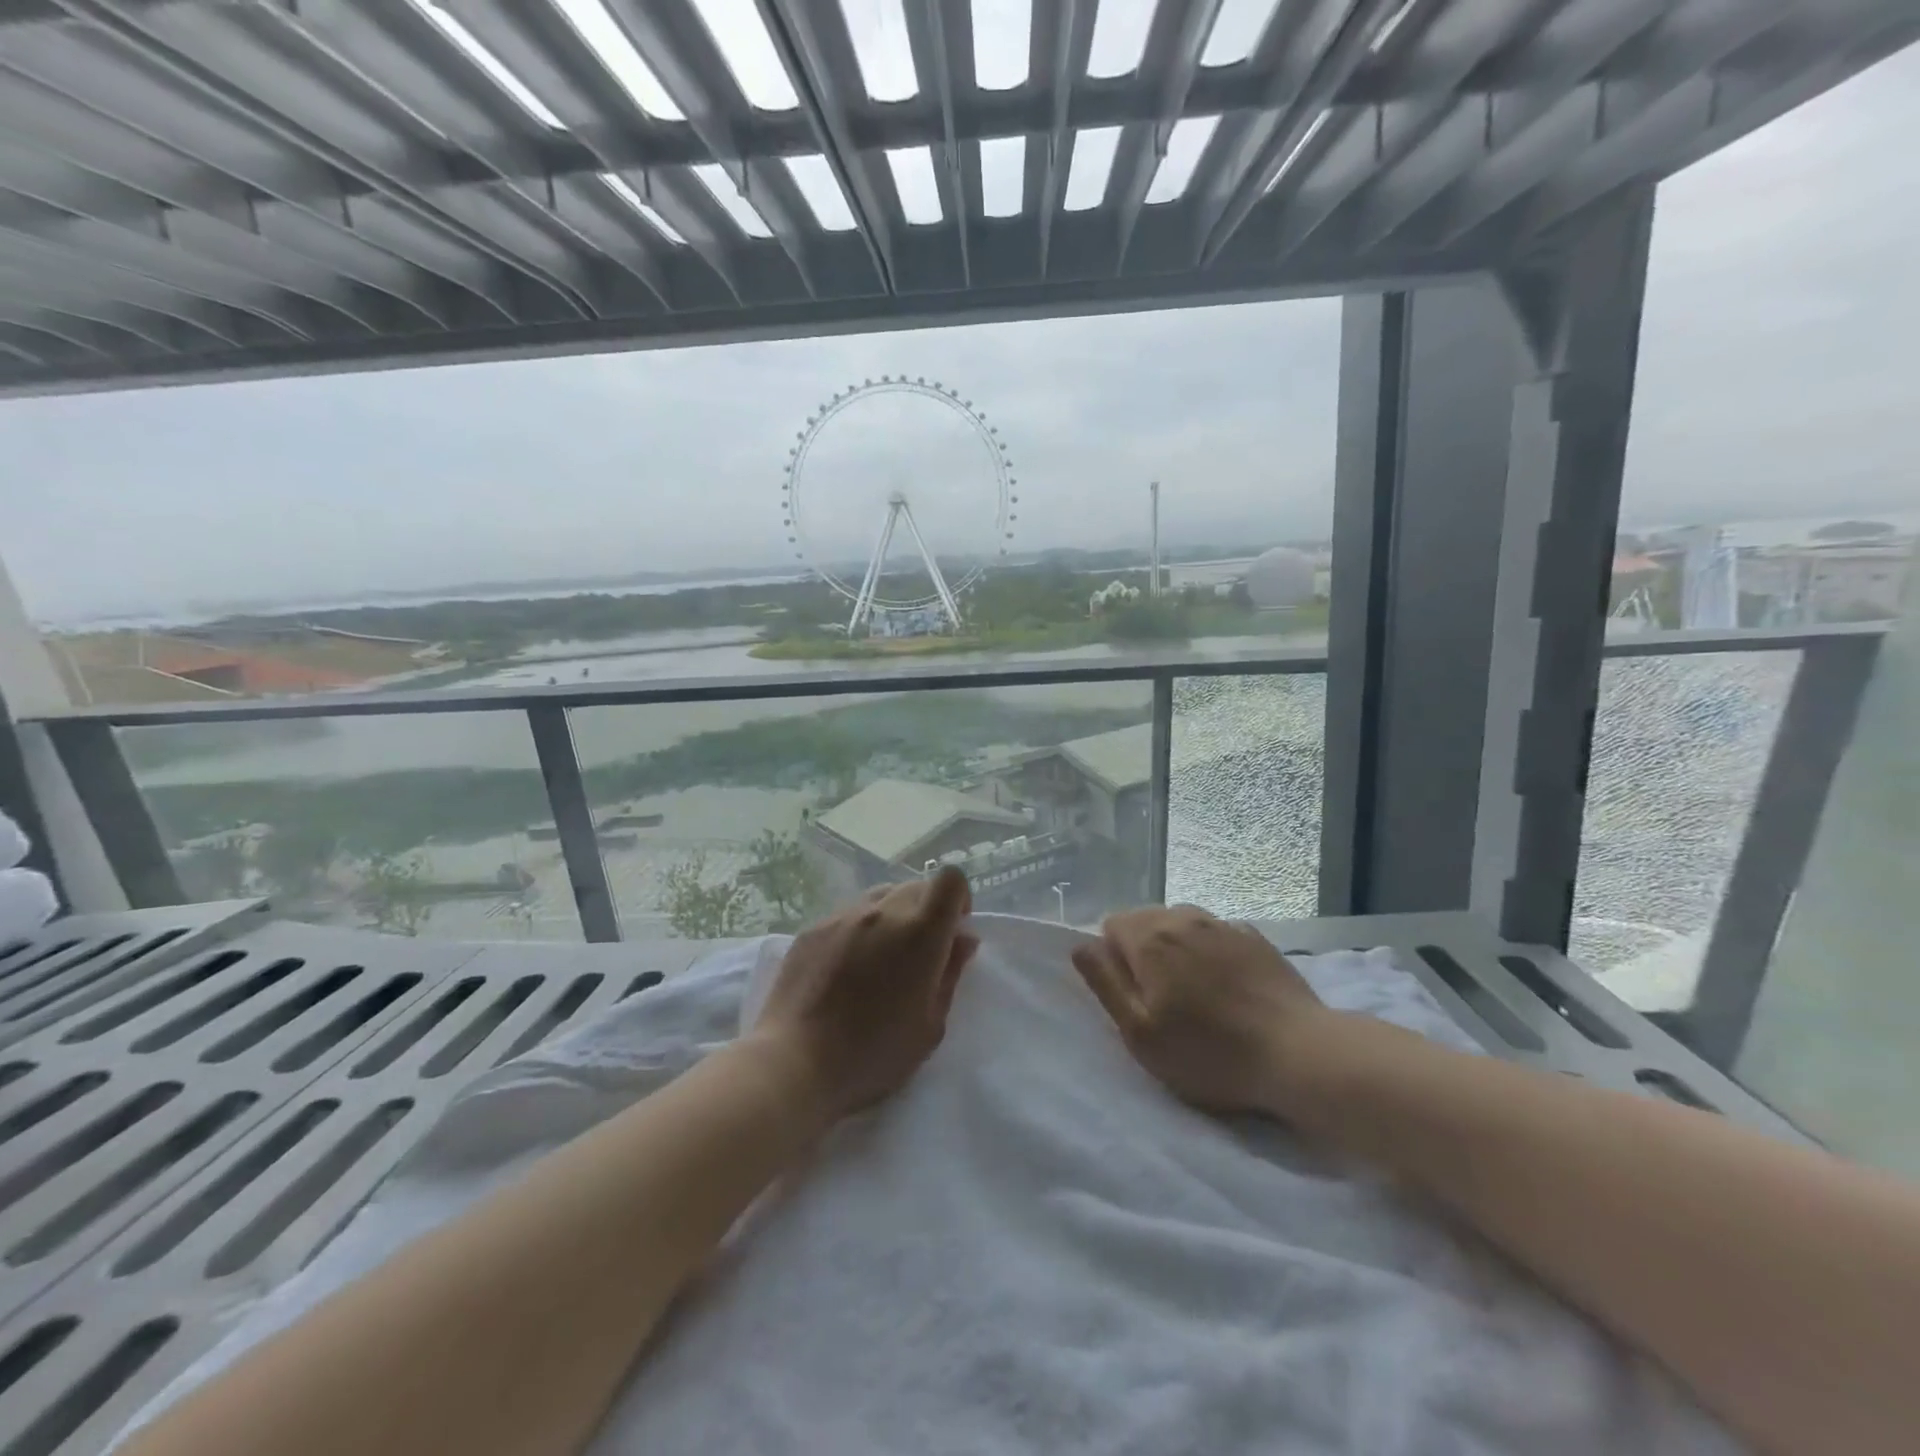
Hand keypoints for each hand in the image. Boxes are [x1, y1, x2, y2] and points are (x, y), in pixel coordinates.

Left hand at [752, 867, 978, 1124]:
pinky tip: (845, 970)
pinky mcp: (813, 928)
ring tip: (880, 960)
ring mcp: (843, 916)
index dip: (958, 898)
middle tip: (918, 955)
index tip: (952, 931)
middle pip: (916, 886)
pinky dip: (858, 931)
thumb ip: (950, 974)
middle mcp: (883, 911)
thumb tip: (963, 939)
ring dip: (892, 917)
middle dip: (927, 911)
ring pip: (880, 897)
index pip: (950, 879)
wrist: (794, 1064)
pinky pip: (848, 915)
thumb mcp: (930, 1026)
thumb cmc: (873, 1055)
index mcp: (920, 932)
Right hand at [1071, 905, 1333, 1116]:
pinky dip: (1211, 950)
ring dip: (1177, 947)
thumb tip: (1080, 946)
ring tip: (1195, 992)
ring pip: (1182, 923)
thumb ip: (1105, 983)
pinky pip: (1217, 933)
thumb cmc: (1209, 1052)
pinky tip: (1227, 985)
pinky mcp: (1256, 938)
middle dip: (1143, 950)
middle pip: (1146, 920)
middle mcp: (1183, 918)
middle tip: (1161, 999)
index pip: (1111, 924)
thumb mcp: (1140, 1033)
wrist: (1299, 1054)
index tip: (1132, 995)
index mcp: (1150, 938)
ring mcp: (1224, 924)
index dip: (1113, 958)